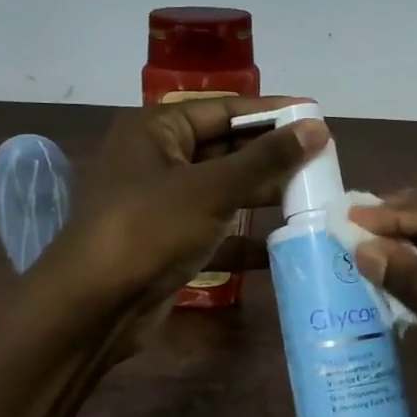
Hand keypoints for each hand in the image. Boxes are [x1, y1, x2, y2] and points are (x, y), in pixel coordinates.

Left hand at [37, 97, 327, 338]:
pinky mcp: (168, 243)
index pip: (224, 110)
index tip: (316, 117)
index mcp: (156, 130)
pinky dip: (243, 238)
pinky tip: (282, 246)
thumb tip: (316, 128)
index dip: (271, 113)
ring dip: (262, 197)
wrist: (93, 306)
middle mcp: (157, 160)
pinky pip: (214, 231)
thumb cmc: (149, 228)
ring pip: (222, 191)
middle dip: (271, 158)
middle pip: (225, 149)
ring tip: (313, 198)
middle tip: (323, 162)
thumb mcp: (211, 188)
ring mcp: (162, 205)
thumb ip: (265, 159)